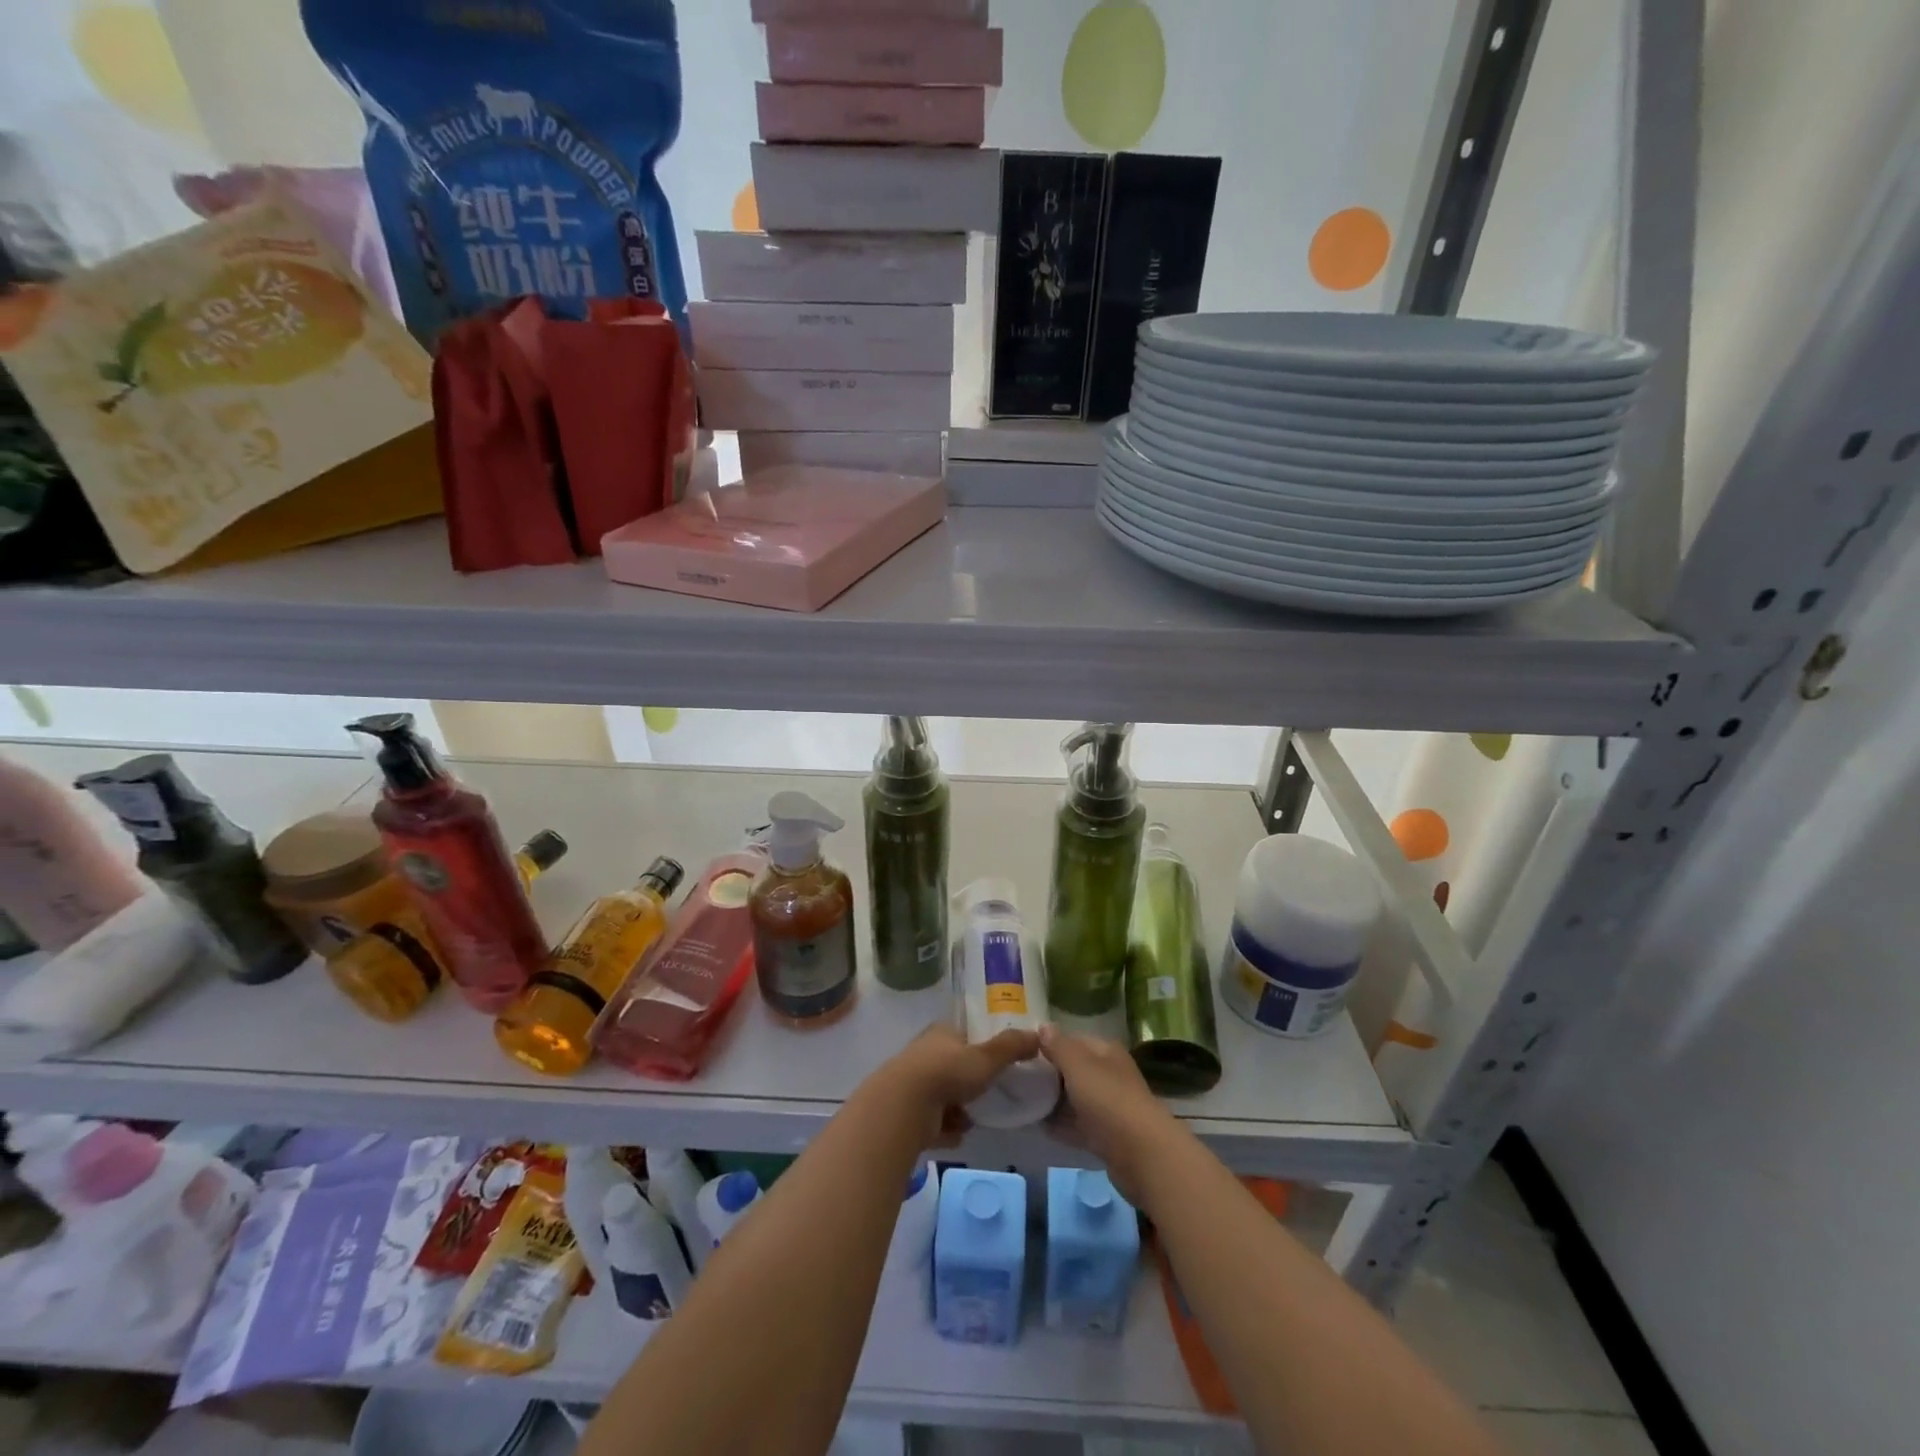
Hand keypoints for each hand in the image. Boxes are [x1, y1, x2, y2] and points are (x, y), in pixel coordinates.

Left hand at [870, 1023, 1041, 1149]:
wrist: (904, 1107)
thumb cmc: (948, 1073)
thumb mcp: (986, 1057)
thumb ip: (1012, 1047)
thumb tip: (1038, 1034)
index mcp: (941, 1033)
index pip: (963, 1036)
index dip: (979, 1048)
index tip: (995, 1064)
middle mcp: (924, 1054)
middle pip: (952, 1068)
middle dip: (969, 1085)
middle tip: (987, 1097)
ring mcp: (912, 1084)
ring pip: (942, 1096)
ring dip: (957, 1110)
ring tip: (971, 1120)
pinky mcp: (905, 1113)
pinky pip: (931, 1122)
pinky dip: (943, 1129)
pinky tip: (955, 1136)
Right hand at [1040, 1025, 1179, 1205]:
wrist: (1142, 1154)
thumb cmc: (1108, 1100)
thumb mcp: (1078, 1066)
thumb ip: (1058, 1046)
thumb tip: (1043, 1025)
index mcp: (1106, 1052)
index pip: (1073, 1039)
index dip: (1048, 1044)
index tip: (1022, 1053)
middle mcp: (1110, 1074)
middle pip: (1074, 1070)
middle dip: (1049, 1074)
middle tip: (1018, 1080)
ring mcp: (1109, 1106)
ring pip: (1076, 1098)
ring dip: (1054, 1102)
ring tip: (1023, 1103)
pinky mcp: (1107, 1136)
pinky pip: (1079, 1125)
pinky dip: (1062, 1126)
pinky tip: (1040, 1128)